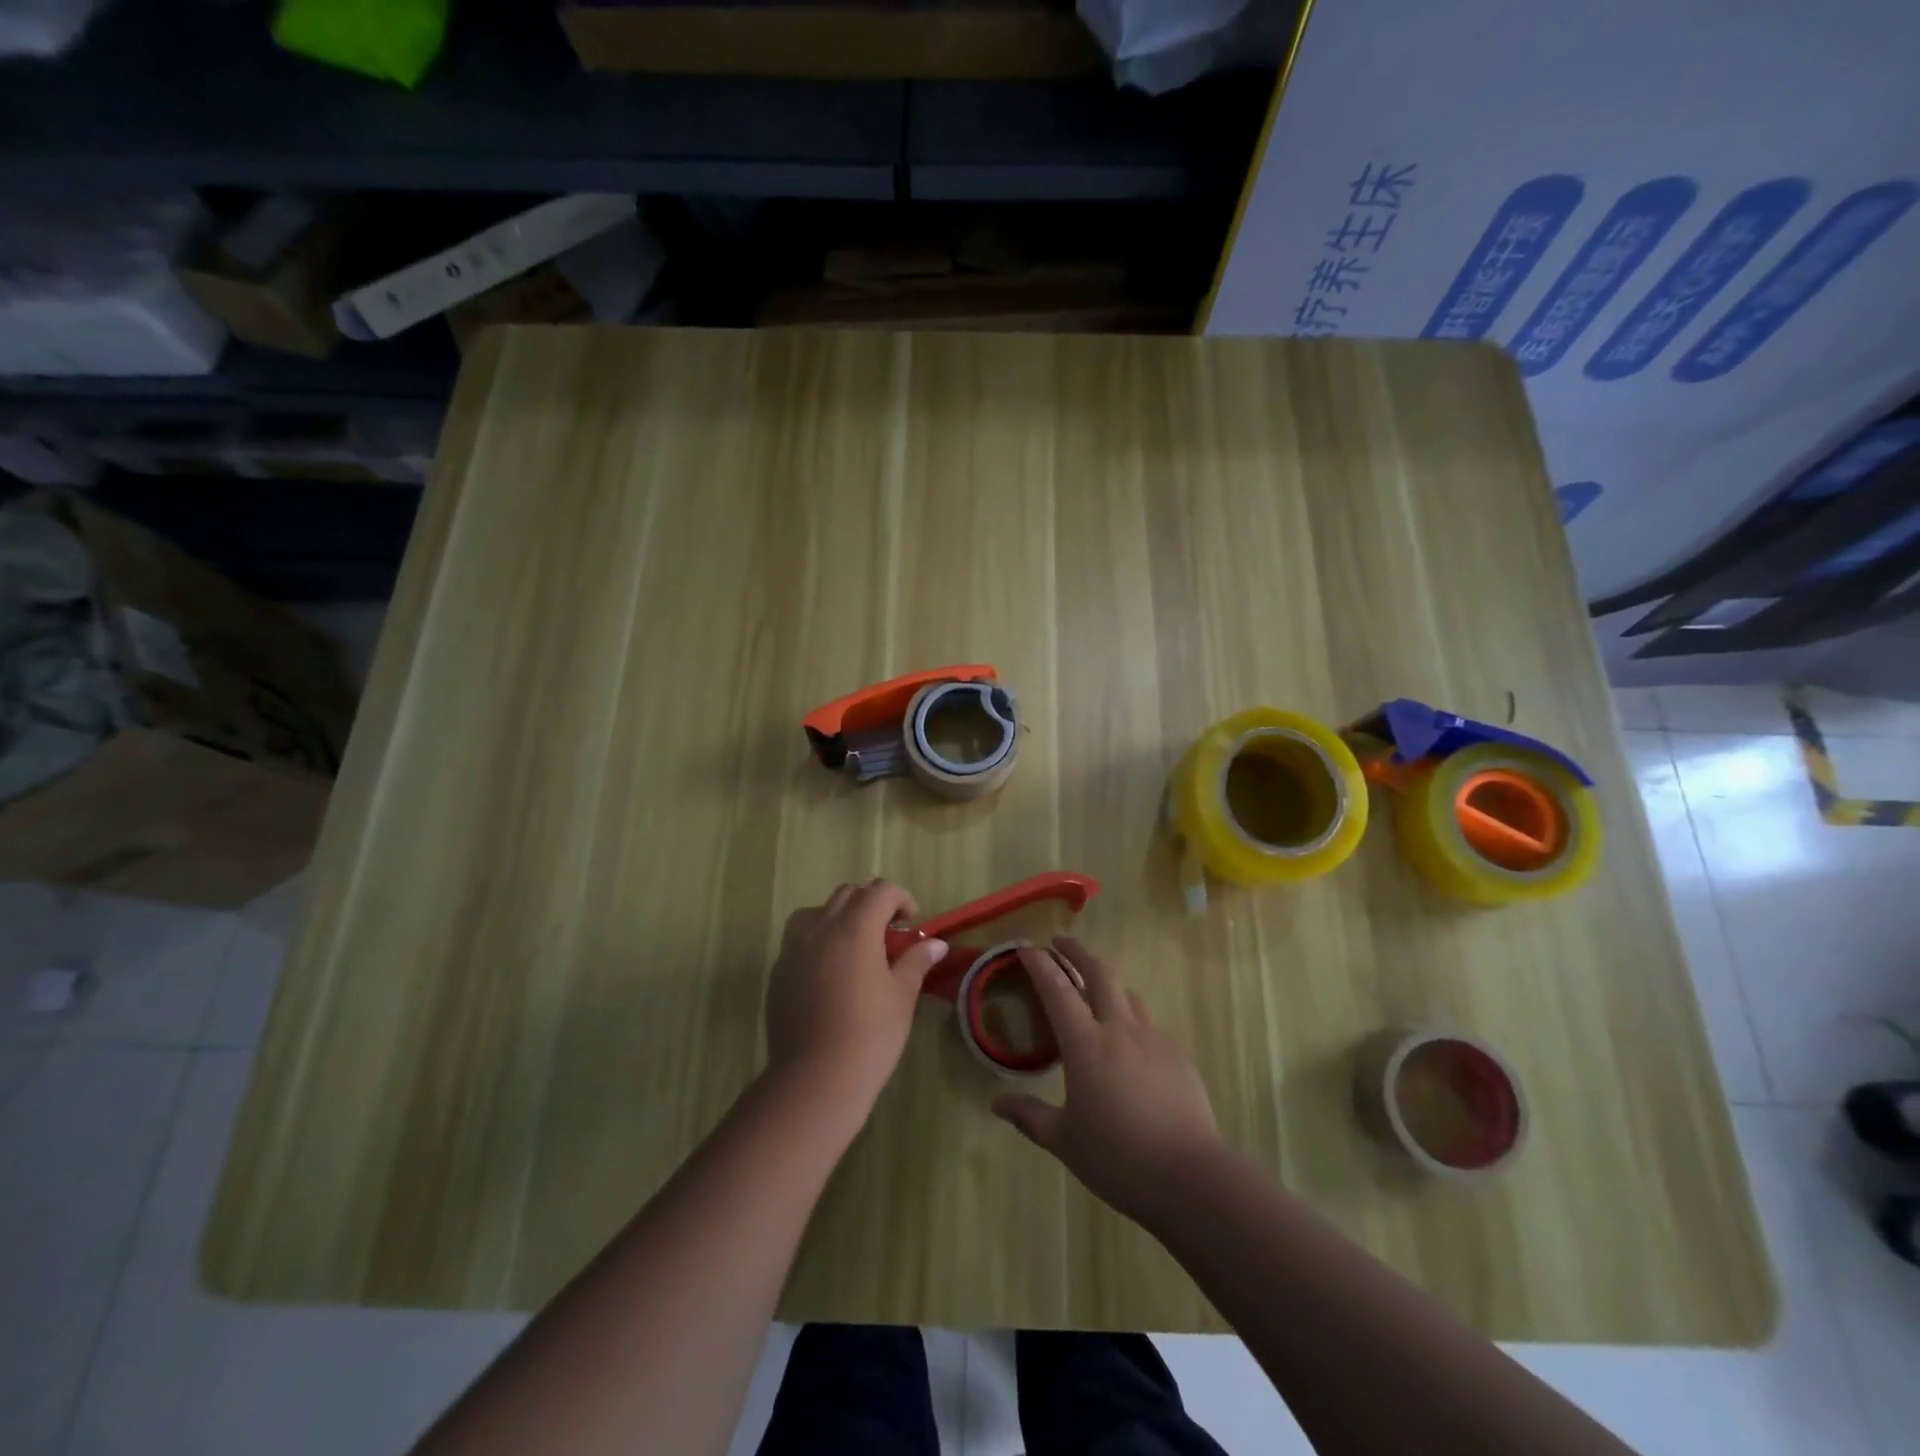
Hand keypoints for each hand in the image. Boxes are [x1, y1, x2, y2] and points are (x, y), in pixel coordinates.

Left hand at [764, 880, 948, 1115]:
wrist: (815, 1079)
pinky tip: (829, 973)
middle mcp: (821, 928)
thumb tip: (937, 944)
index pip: (880, 891)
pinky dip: (817, 941)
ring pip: (816, 911)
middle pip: (847, 894)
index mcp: (855, 928)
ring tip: (853, 945)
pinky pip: (798, 940)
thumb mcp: (902, 995)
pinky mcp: (778, 972)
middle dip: (871, 903)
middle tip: (888, 934)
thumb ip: (916, 961)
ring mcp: (793, 949)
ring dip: (838, 916)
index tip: (911, 923)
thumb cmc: (869, 1034)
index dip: (900, 899)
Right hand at [992, 936, 1221, 1226]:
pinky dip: (1130, 1017)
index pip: (1057, 989)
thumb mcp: (1064, 1140)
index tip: (1025, 945)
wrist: (1190, 1175)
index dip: (1039, 963)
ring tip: (1094, 986)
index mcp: (1086, 1043)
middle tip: (1060, 943)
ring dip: (1106, 980)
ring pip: (1127, 993)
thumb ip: (1030, 1116)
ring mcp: (1153, 1038)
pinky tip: (1128, 1041)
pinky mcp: (1178, 1054)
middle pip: (1099, 972)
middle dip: (1077, 951)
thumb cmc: (1118, 1157)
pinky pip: (1148, 1024)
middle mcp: (1119, 1028)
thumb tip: (997, 1104)